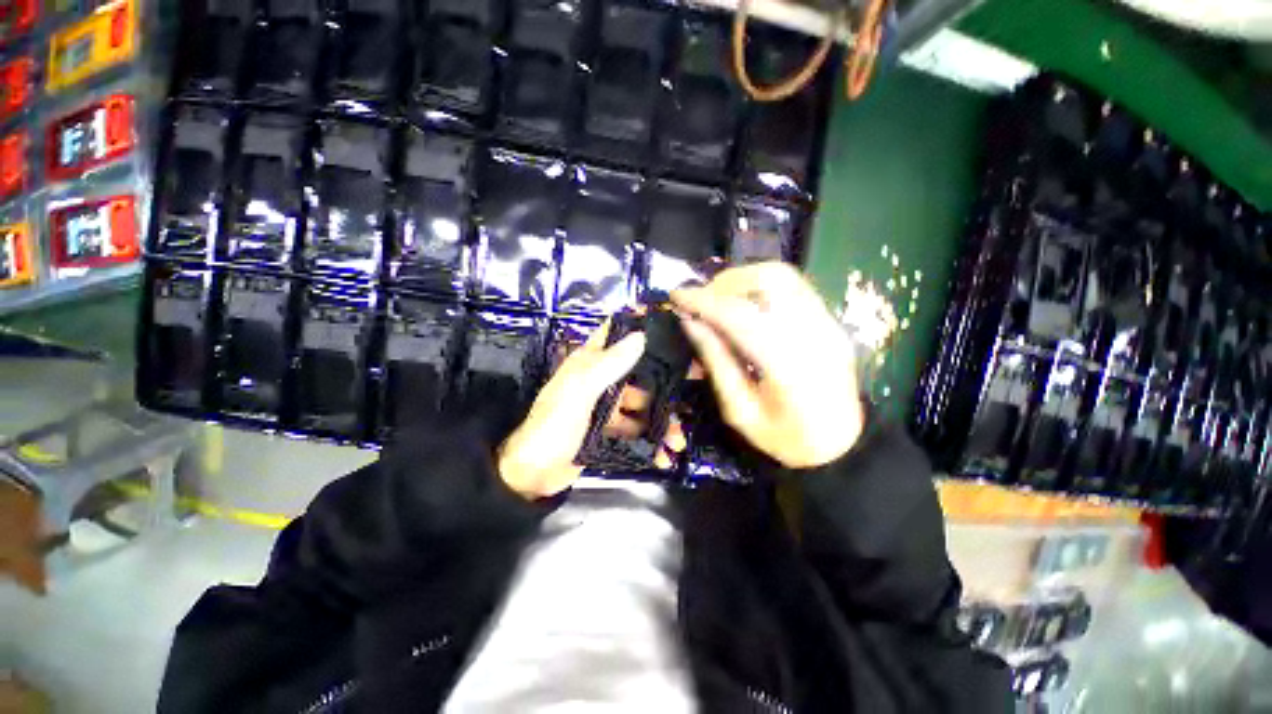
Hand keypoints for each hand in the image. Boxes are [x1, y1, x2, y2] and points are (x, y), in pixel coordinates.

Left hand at [497, 321, 685, 498]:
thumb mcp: (579, 391)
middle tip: (695, 387)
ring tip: (678, 439)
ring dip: (662, 420)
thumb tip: (641, 335)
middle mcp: (601, 379)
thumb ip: (609, 364)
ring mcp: (607, 406)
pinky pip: (637, 429)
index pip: (617, 333)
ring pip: (643, 404)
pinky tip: (664, 454)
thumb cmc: (553, 425)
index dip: (641, 325)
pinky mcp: (610, 429)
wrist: (533, 475)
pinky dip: (651, 441)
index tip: (673, 326)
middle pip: (640, 373)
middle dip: (665, 384)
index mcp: (590, 362)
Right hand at [671, 262, 862, 468]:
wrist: (841, 446)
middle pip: (768, 280)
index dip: (703, 301)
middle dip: (725, 283)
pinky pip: (793, 286)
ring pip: (783, 275)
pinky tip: (744, 303)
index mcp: (788, 366)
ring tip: (719, 299)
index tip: (676, 295)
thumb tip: (689, 322)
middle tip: (700, 300)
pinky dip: (760, 286)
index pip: (739, 316)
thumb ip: (715, 362)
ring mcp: (828, 323)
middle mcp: (814, 334)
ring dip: (743, 279)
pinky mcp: (831, 320)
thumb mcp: (739, 411)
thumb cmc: (785, 438)